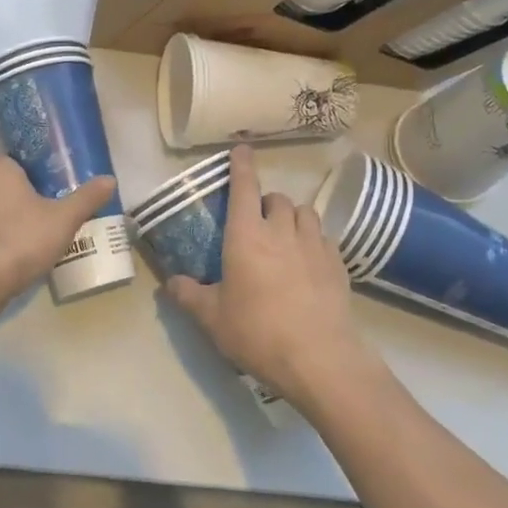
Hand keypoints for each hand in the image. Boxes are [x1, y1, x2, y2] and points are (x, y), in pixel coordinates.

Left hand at [0, 153, 117, 313]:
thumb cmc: (20, 238)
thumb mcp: (63, 219)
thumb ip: (86, 198)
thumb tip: (110, 179)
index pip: (9, 158)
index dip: (28, 168)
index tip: (48, 181)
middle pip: (1, 185)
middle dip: (21, 196)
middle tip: (48, 209)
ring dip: (8, 221)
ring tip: (35, 236)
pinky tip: (16, 259)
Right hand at [165, 146, 374, 406]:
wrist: (319, 359)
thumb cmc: (257, 332)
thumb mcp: (212, 319)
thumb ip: (188, 296)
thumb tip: (169, 283)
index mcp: (246, 236)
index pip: (244, 187)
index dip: (242, 165)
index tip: (242, 148)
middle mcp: (281, 231)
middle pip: (276, 198)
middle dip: (265, 202)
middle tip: (256, 222)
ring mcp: (314, 245)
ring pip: (304, 212)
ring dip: (292, 216)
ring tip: (285, 235)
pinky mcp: (337, 264)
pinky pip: (324, 238)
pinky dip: (313, 240)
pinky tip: (308, 261)